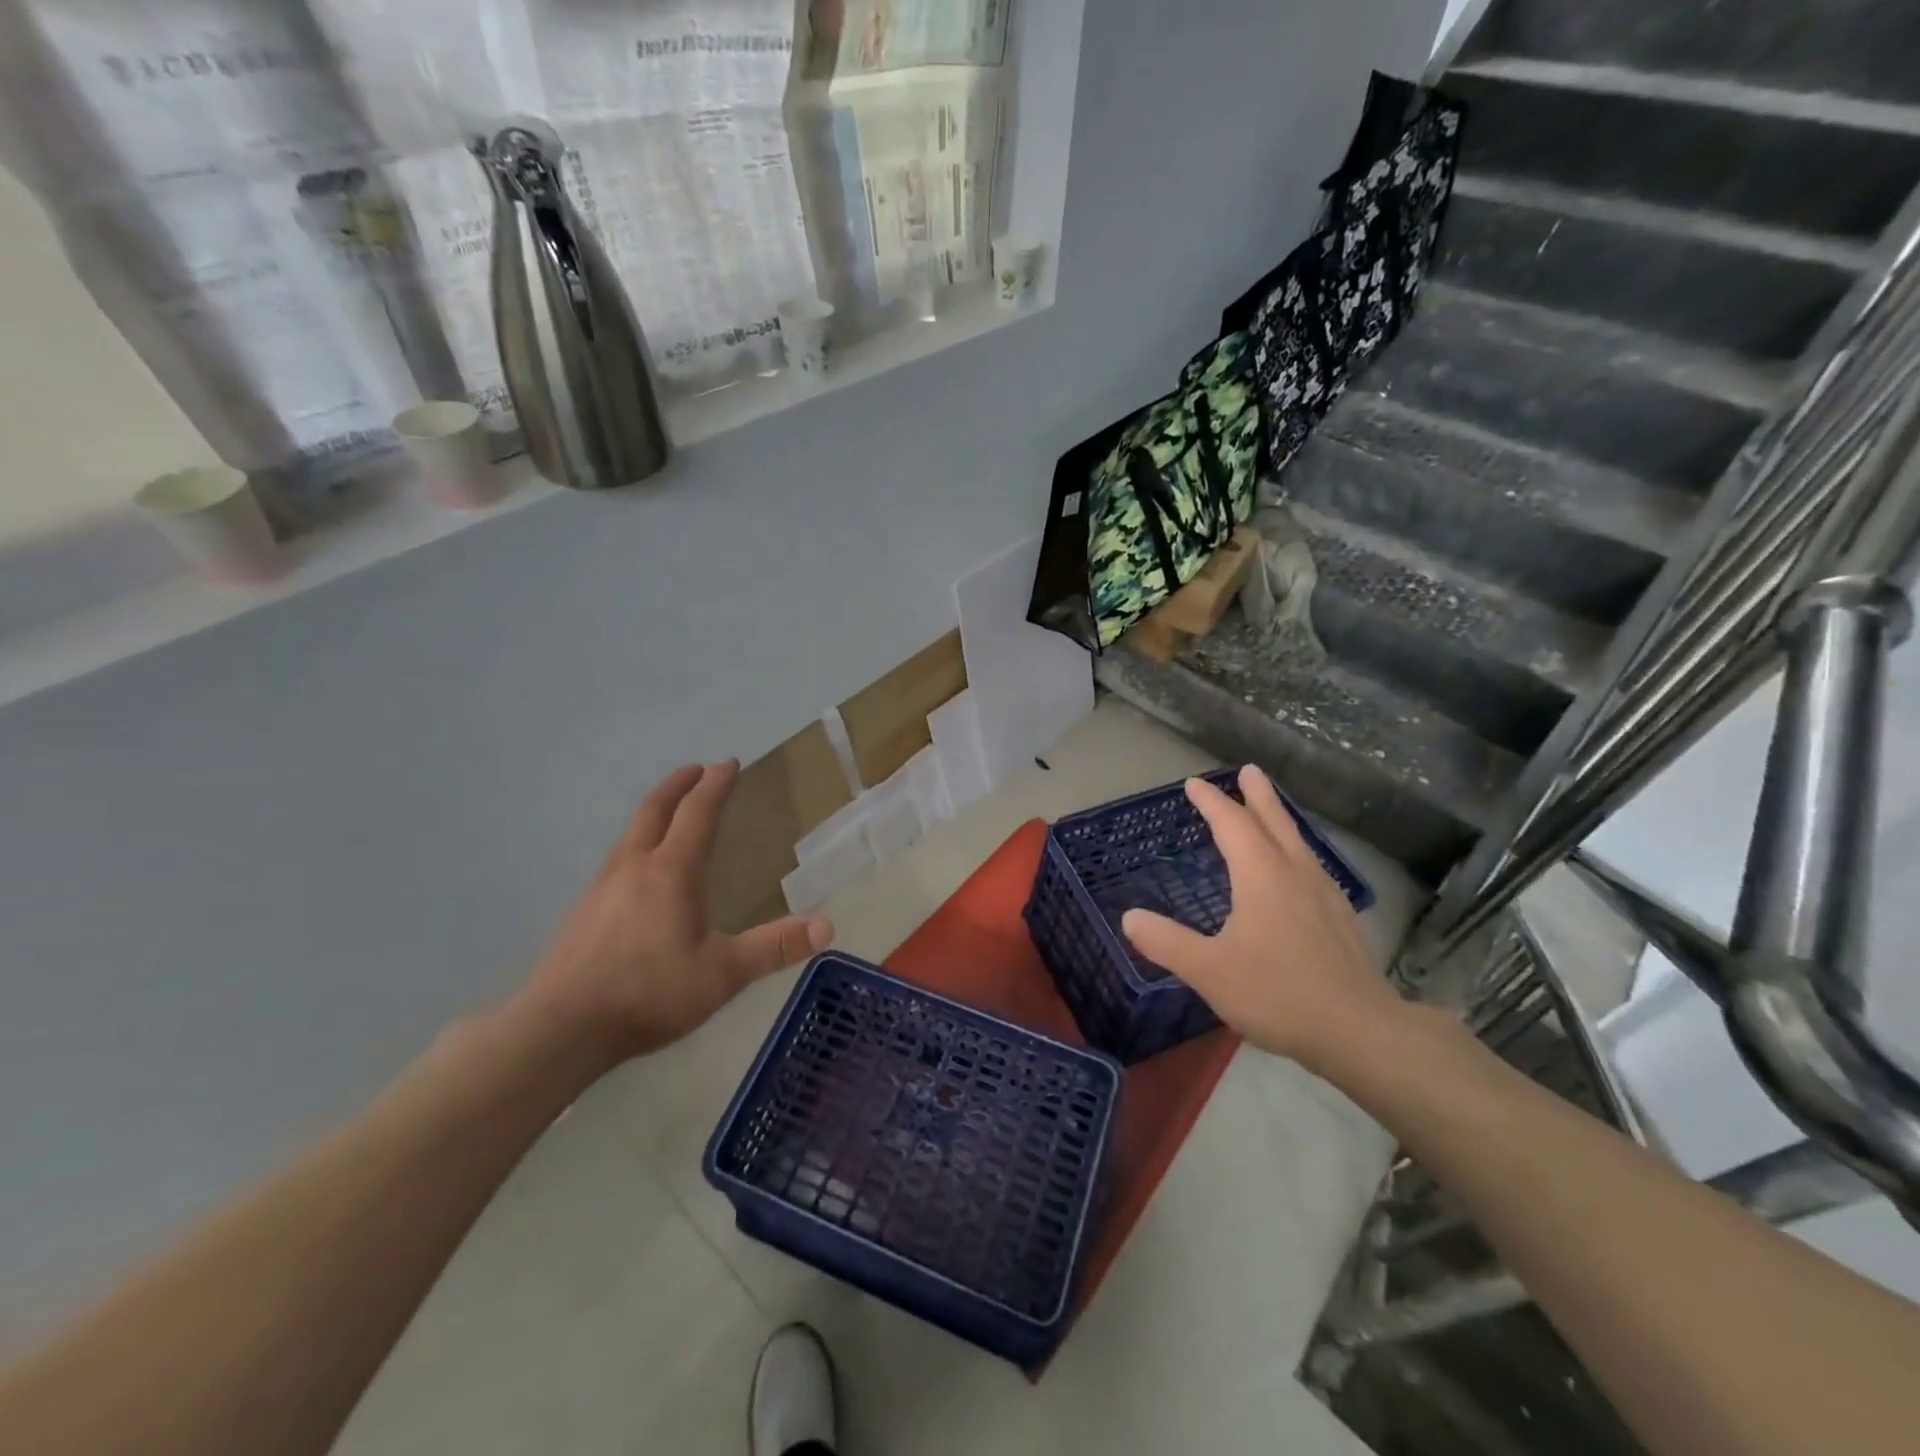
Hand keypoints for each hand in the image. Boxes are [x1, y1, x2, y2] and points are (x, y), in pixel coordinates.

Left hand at [522, 761, 832, 1061]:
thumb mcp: (723, 974)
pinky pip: (615, 860)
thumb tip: (826, 927)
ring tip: (668, 813)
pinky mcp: (582, 911)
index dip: (715, 785)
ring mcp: (601, 887)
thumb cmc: (650, 992)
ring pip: (630, 834)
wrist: (561, 1027)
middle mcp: (634, 867)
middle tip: (696, 770)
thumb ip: (773, 948)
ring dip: (653, 812)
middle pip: (655, 810)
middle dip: (678, 785)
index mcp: (672, 871)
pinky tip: (636, 872)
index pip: (697, 812)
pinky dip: (635, 844)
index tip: (728, 763)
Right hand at [1121, 765, 1403, 1073]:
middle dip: (1257, 795)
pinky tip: (1298, 872)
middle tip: (1249, 771)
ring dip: (1279, 819)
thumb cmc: (1276, 993)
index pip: (1231, 825)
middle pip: (1274, 822)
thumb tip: (1129, 917)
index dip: (1211, 802)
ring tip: (1270, 811)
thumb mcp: (1208, 970)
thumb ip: (1166, 942)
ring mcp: (1323, 894)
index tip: (1194, 784)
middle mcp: (1294, 873)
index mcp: (1261, 875)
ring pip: (1297, 842)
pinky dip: (1296, 851)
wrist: (1359, 1030)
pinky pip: (1311, 866)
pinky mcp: (1340, 919)